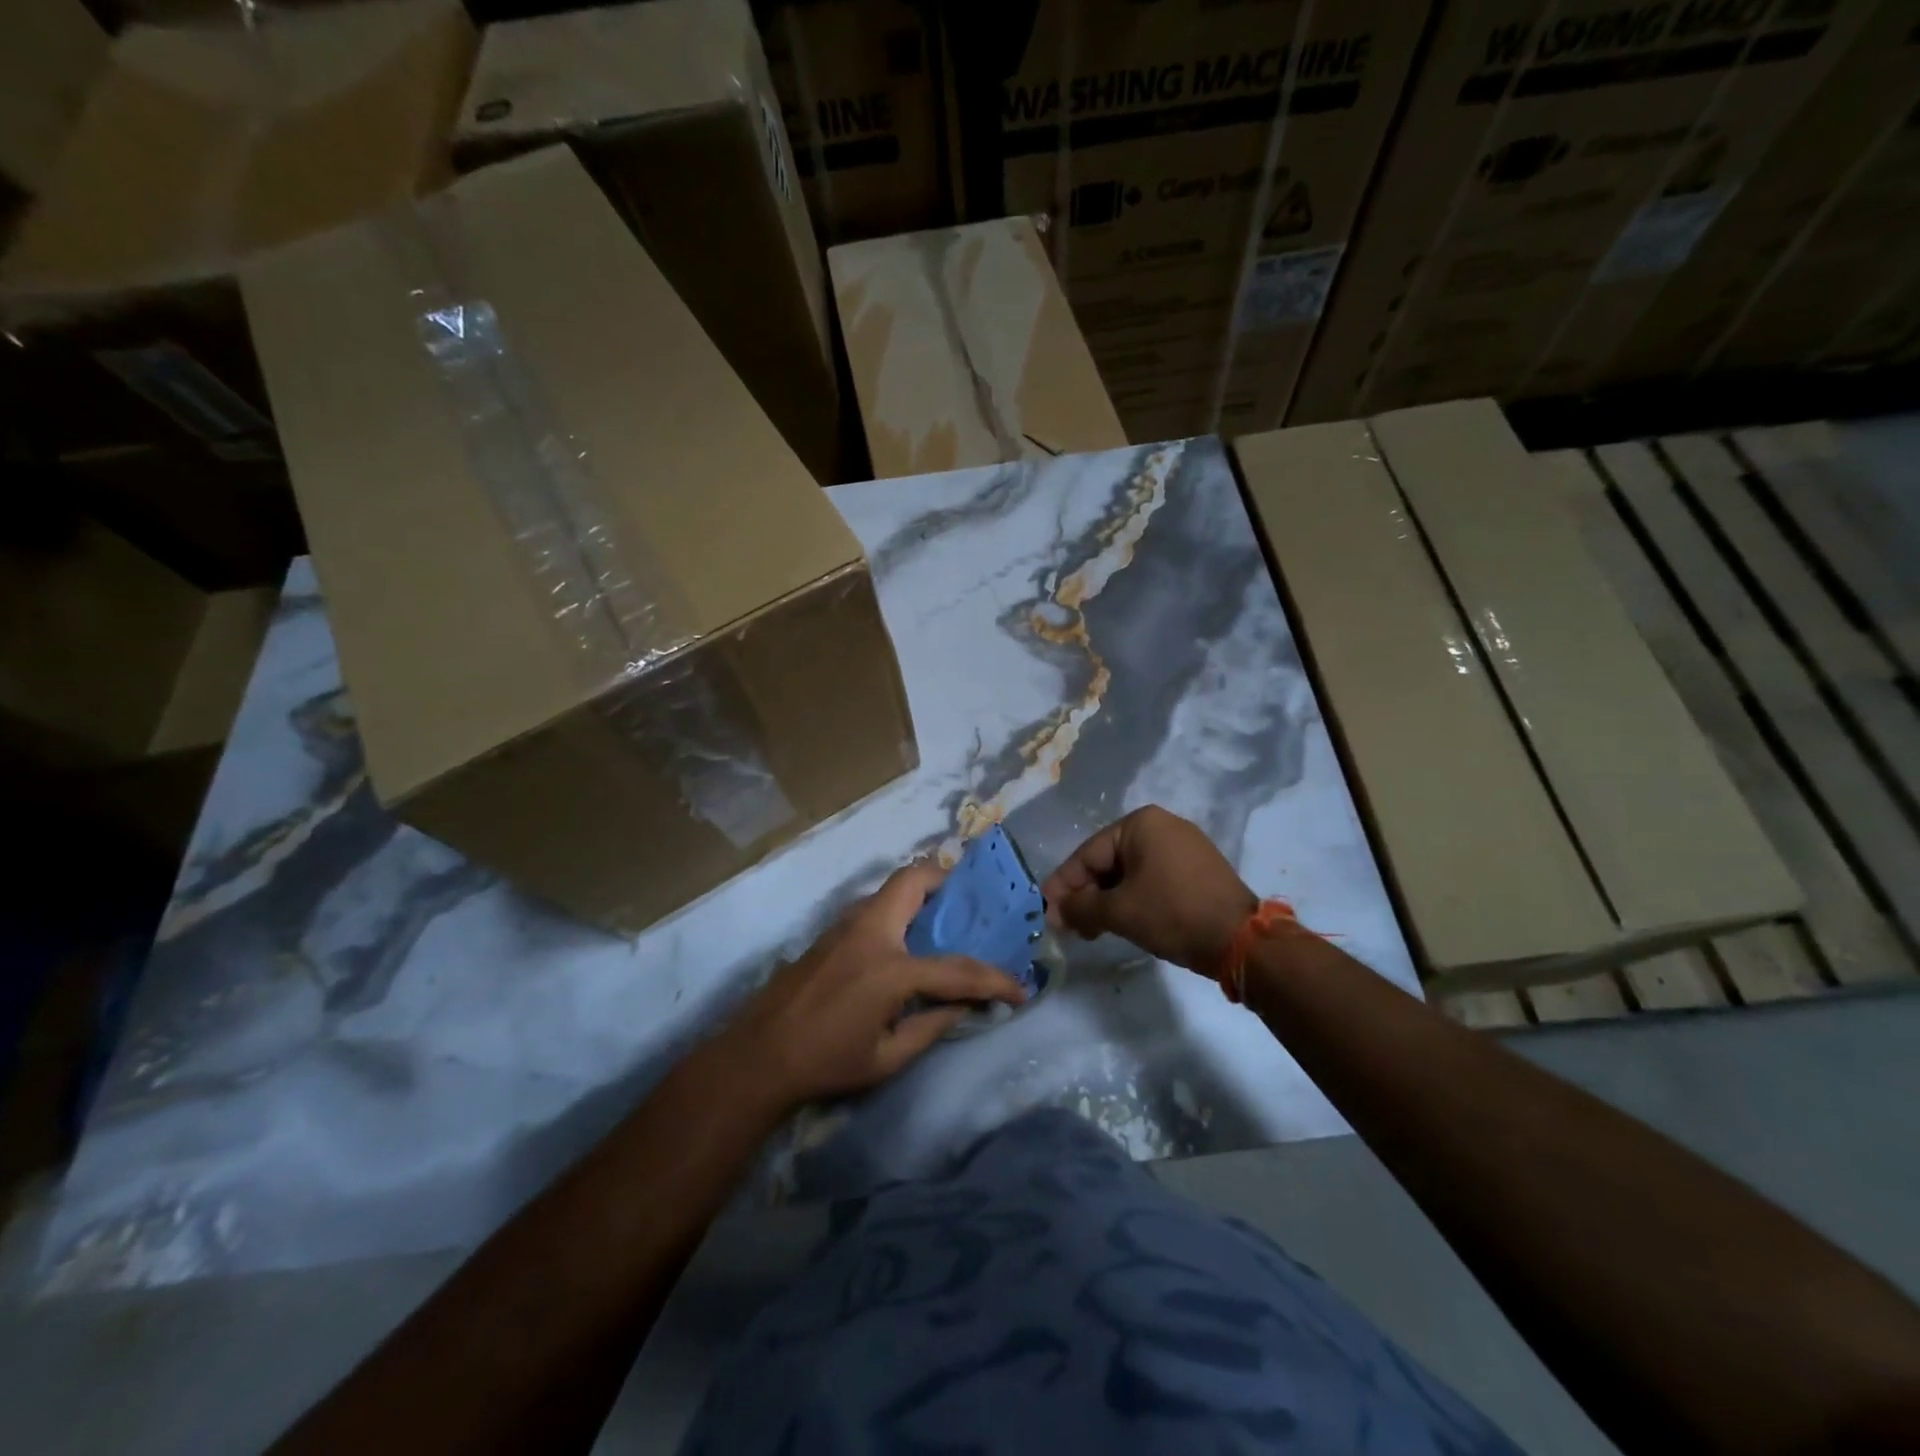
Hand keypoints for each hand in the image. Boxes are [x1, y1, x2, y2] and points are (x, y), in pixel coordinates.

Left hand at [728, 863, 1026, 1108]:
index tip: (1020, 990)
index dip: (994, 980)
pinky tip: (903, 943)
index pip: (957, 968)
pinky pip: (874, 907)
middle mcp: (870, 932)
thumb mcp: (886, 1058)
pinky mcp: (830, 932)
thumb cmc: (826, 1062)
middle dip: (947, 881)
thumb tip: (964, 1006)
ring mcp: (845, 926)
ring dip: (921, 895)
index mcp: (890, 968)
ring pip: (891, 888)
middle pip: (914, 879)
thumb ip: (932, 1027)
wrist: (758, 1055)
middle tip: (970, 906)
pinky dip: (898, 911)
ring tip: (942, 922)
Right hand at [1043, 806, 1254, 973]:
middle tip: (1068, 927)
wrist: (1241, 941)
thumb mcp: (1119, 911)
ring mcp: (1184, 846)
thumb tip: (1054, 910)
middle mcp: (1162, 825)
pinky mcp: (1197, 869)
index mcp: (1141, 823)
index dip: (1064, 885)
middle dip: (1086, 895)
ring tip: (1092, 931)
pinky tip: (1122, 922)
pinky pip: (1152, 879)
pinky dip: (1133, 899)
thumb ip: (1080, 907)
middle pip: (1108, 862)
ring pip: (1129, 873)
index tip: (1046, 911)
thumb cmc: (1173, 914)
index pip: (1088, 854)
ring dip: (1107, 901)